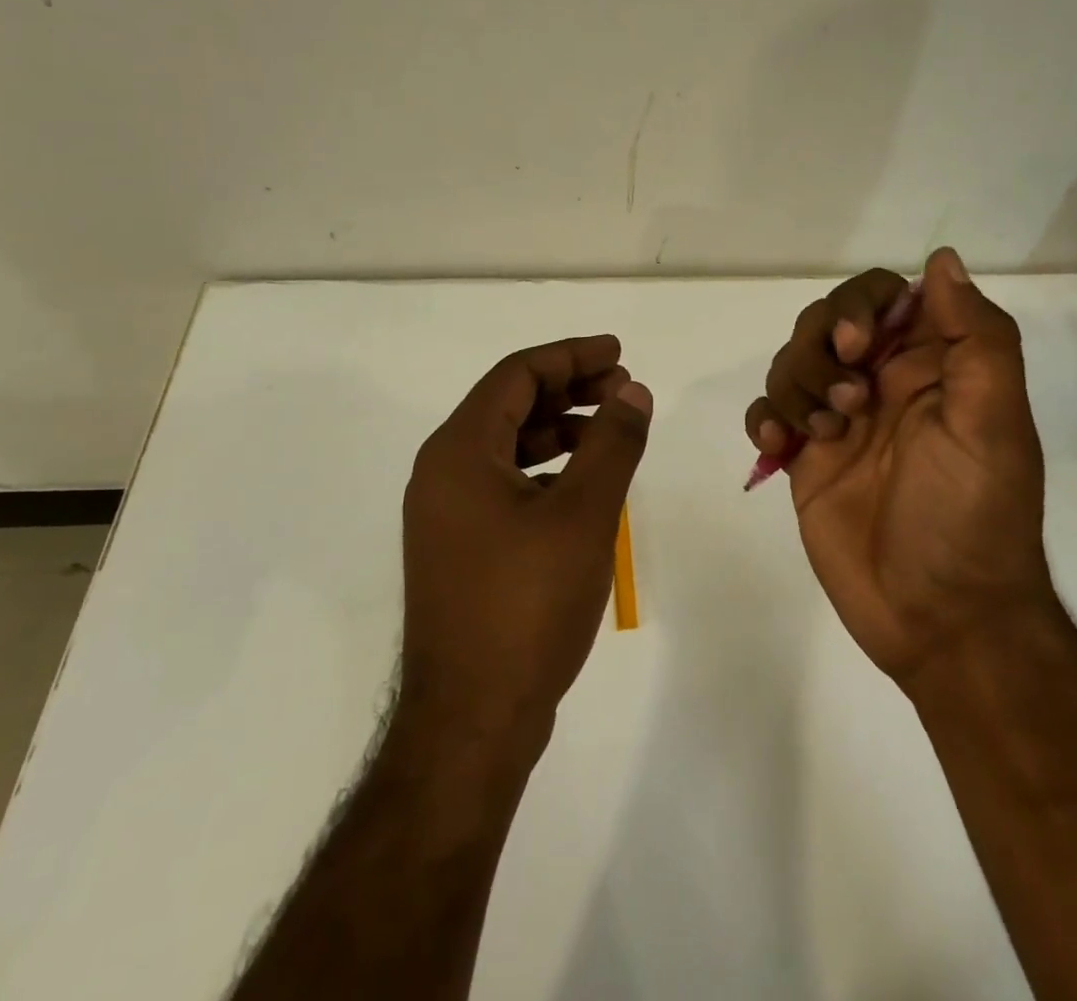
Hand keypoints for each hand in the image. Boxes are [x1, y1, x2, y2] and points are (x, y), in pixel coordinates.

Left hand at [401, 336, 651, 751]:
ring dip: (560, 429)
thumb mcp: (583, 514)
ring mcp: (447, 514)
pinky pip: (505, 484)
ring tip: (612, 430)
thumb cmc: (526, 606)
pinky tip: (585, 483)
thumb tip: (634, 391)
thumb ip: (612, 443)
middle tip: (624, 389)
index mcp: (458, 451)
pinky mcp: (460, 548)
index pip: (516, 375)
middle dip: (569, 389)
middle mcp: (442, 473)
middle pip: (509, 405)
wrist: (472, 722)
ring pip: (508, 446)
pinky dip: (547, 469)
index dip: (571, 356)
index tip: (618, 353)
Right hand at [744, 247, 1047, 683]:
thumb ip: (976, 338)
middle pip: (826, 322)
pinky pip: (767, 412)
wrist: (940, 619)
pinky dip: (764, 419)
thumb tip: (942, 259)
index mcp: (929, 366)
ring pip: (791, 362)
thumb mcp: (992, 423)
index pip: (884, 296)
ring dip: (796, 385)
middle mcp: (881, 383)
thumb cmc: (971, 516)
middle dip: (821, 349)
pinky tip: (777, 448)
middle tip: (846, 400)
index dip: (862, 305)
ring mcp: (838, 420)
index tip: (861, 345)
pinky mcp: (804, 459)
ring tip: (820, 434)